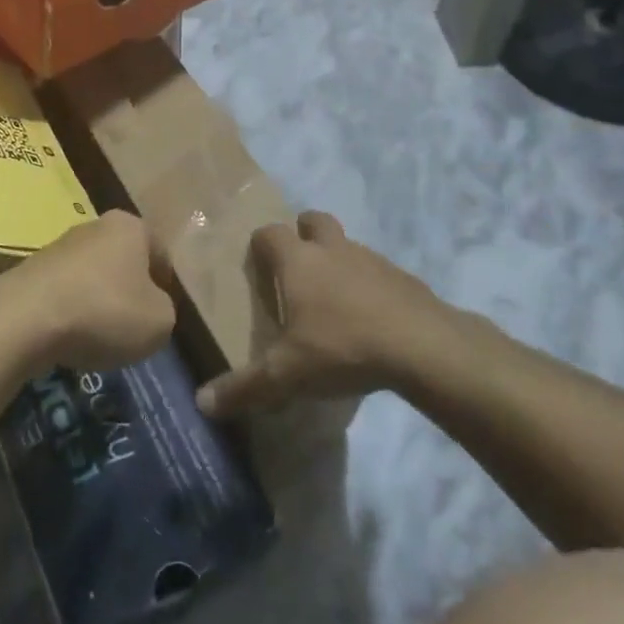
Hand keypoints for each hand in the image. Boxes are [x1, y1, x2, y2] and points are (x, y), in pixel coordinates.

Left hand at [9, 210, 176, 373]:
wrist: (26, 318)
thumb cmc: (105, 311)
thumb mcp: (159, 321)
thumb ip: (165, 310)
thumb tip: (151, 308)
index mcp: (131, 227)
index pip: (159, 252)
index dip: (165, 283)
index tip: (162, 311)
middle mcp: (96, 226)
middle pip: (123, 260)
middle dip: (129, 289)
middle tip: (134, 324)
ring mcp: (60, 246)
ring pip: (92, 276)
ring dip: (99, 301)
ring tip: (100, 337)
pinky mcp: (32, 270)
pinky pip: (65, 292)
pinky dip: (71, 312)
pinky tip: (70, 338)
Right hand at [195, 212, 440, 417]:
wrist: (421, 345)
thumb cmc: (342, 347)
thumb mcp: (287, 375)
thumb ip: (244, 387)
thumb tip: (201, 403)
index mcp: (298, 261)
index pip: (270, 233)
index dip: (261, 245)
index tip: (258, 267)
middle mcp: (332, 249)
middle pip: (313, 220)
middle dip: (304, 233)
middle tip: (298, 268)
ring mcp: (371, 259)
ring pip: (347, 245)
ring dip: (338, 261)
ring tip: (335, 302)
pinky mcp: (403, 277)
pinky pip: (378, 272)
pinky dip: (370, 286)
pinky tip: (372, 320)